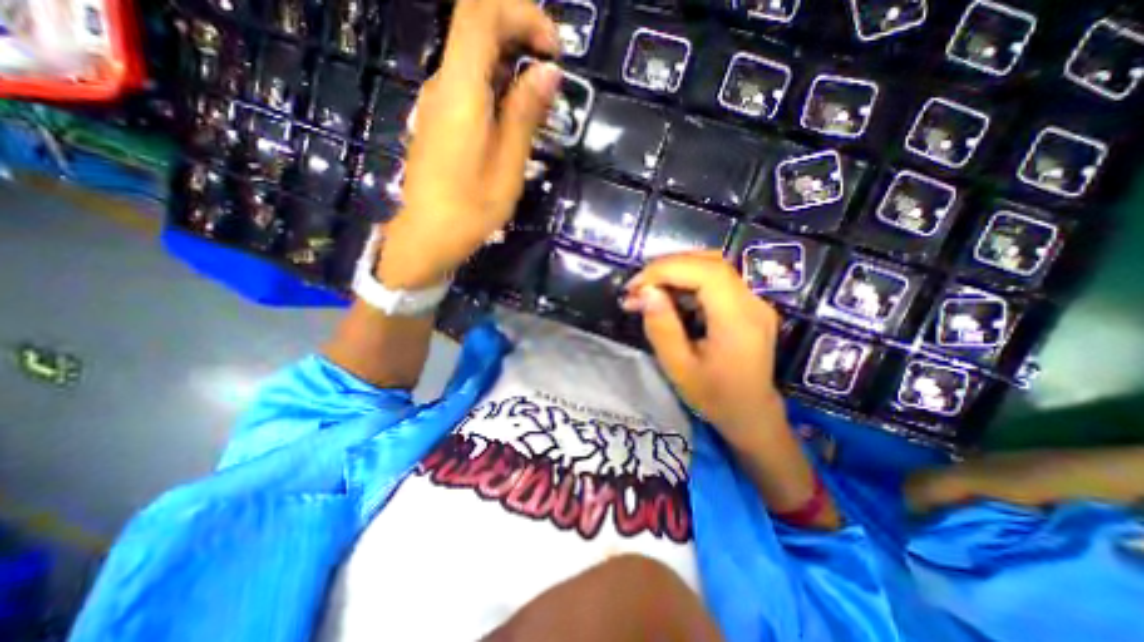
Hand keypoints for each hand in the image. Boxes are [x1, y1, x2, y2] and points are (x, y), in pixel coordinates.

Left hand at [380, 0, 562, 288]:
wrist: (428, 235)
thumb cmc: (472, 208)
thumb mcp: (508, 165)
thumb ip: (524, 114)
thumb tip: (547, 72)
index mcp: (460, 91)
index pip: (481, 14)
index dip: (521, 15)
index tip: (553, 49)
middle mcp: (442, 85)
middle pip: (475, 28)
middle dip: (519, 35)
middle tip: (551, 73)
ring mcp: (436, 102)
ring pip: (472, 58)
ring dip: (510, 64)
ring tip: (539, 101)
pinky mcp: (438, 119)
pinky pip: (468, 85)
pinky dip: (496, 86)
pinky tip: (514, 115)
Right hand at [621, 253, 791, 449]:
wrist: (751, 414)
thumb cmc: (715, 397)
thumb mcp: (679, 368)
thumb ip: (662, 327)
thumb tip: (646, 292)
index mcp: (738, 320)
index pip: (706, 272)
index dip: (666, 269)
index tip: (635, 285)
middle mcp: (752, 302)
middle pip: (710, 262)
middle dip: (667, 267)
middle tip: (637, 286)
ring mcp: (753, 301)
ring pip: (713, 265)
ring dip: (676, 270)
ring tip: (648, 289)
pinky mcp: (747, 303)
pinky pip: (716, 279)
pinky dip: (687, 280)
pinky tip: (668, 296)